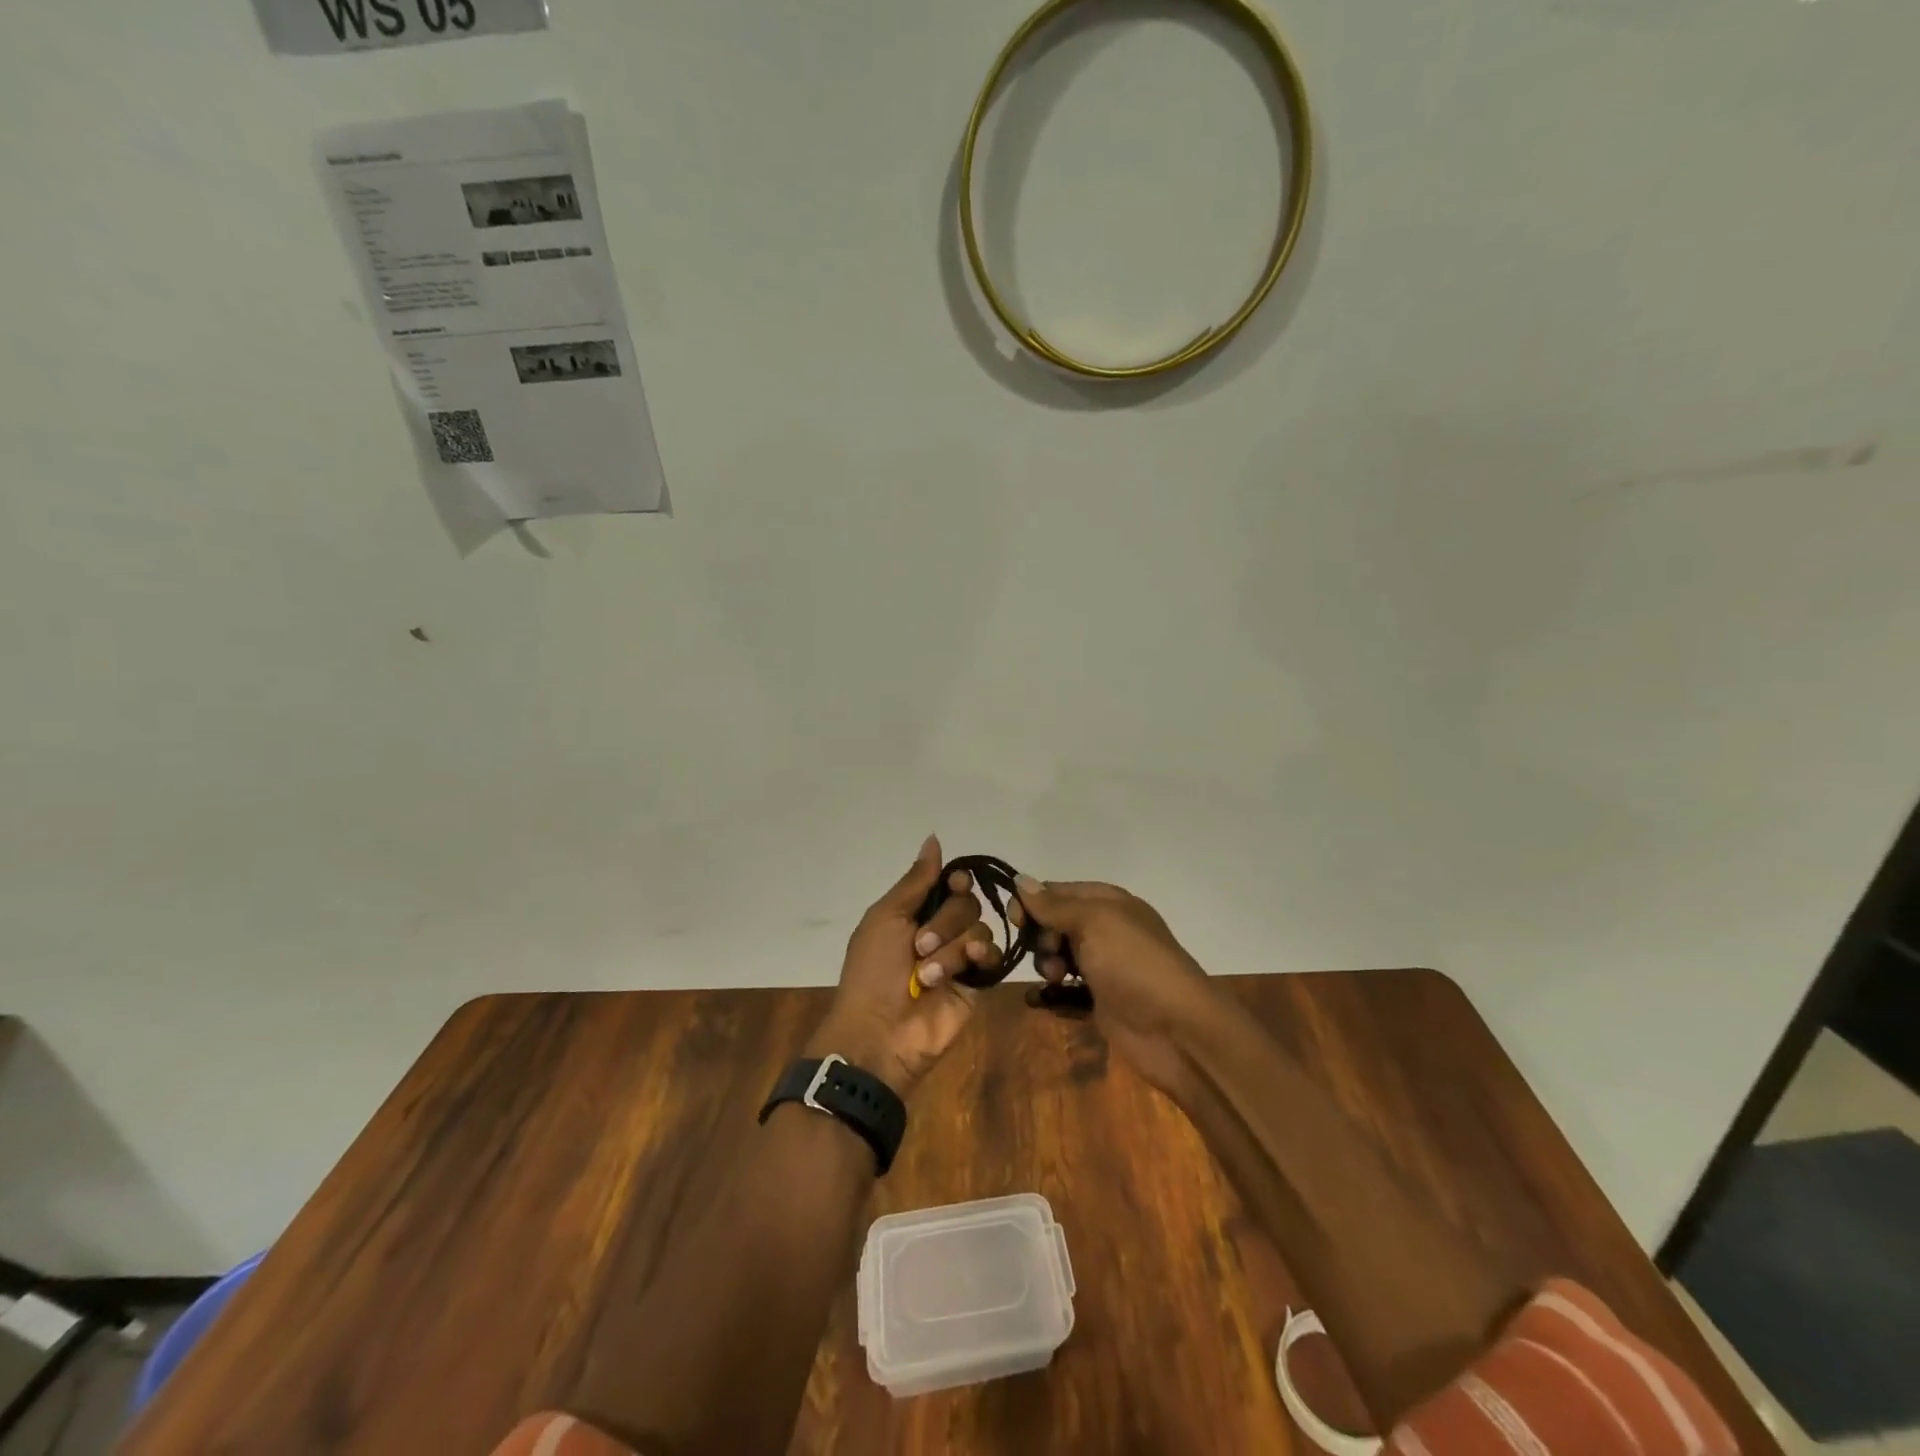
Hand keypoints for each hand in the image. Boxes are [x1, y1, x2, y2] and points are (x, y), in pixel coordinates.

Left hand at [808, 835, 1000, 1098]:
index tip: (952, 885)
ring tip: (930, 974)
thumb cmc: (873, 971)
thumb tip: (934, 837)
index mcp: (914, 911)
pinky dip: (981, 956)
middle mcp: (940, 929)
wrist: (880, 1032)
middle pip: (967, 903)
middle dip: (945, 922)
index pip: (950, 882)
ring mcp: (960, 957)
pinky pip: (993, 955)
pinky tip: (969, 964)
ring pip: (979, 928)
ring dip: (953, 947)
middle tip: (919, 947)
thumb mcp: (886, 917)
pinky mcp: (977, 982)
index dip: (955, 881)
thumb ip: (916, 880)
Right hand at [1010, 877, 1219, 1100]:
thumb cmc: (1135, 964)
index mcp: (1108, 902)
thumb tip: (1020, 880)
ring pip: (1058, 956)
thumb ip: (1055, 905)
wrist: (1178, 1030)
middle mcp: (1105, 930)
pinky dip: (1050, 995)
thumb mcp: (1094, 923)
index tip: (1014, 921)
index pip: (1058, 891)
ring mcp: (1104, 967)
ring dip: (1047, 965)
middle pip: (1055, 923)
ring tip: (1056, 979)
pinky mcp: (1100, 1001)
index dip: (1032, 902)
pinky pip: (1065, 992)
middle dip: (1040, 937)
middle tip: (1049, 955)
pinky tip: (1039, 1000)